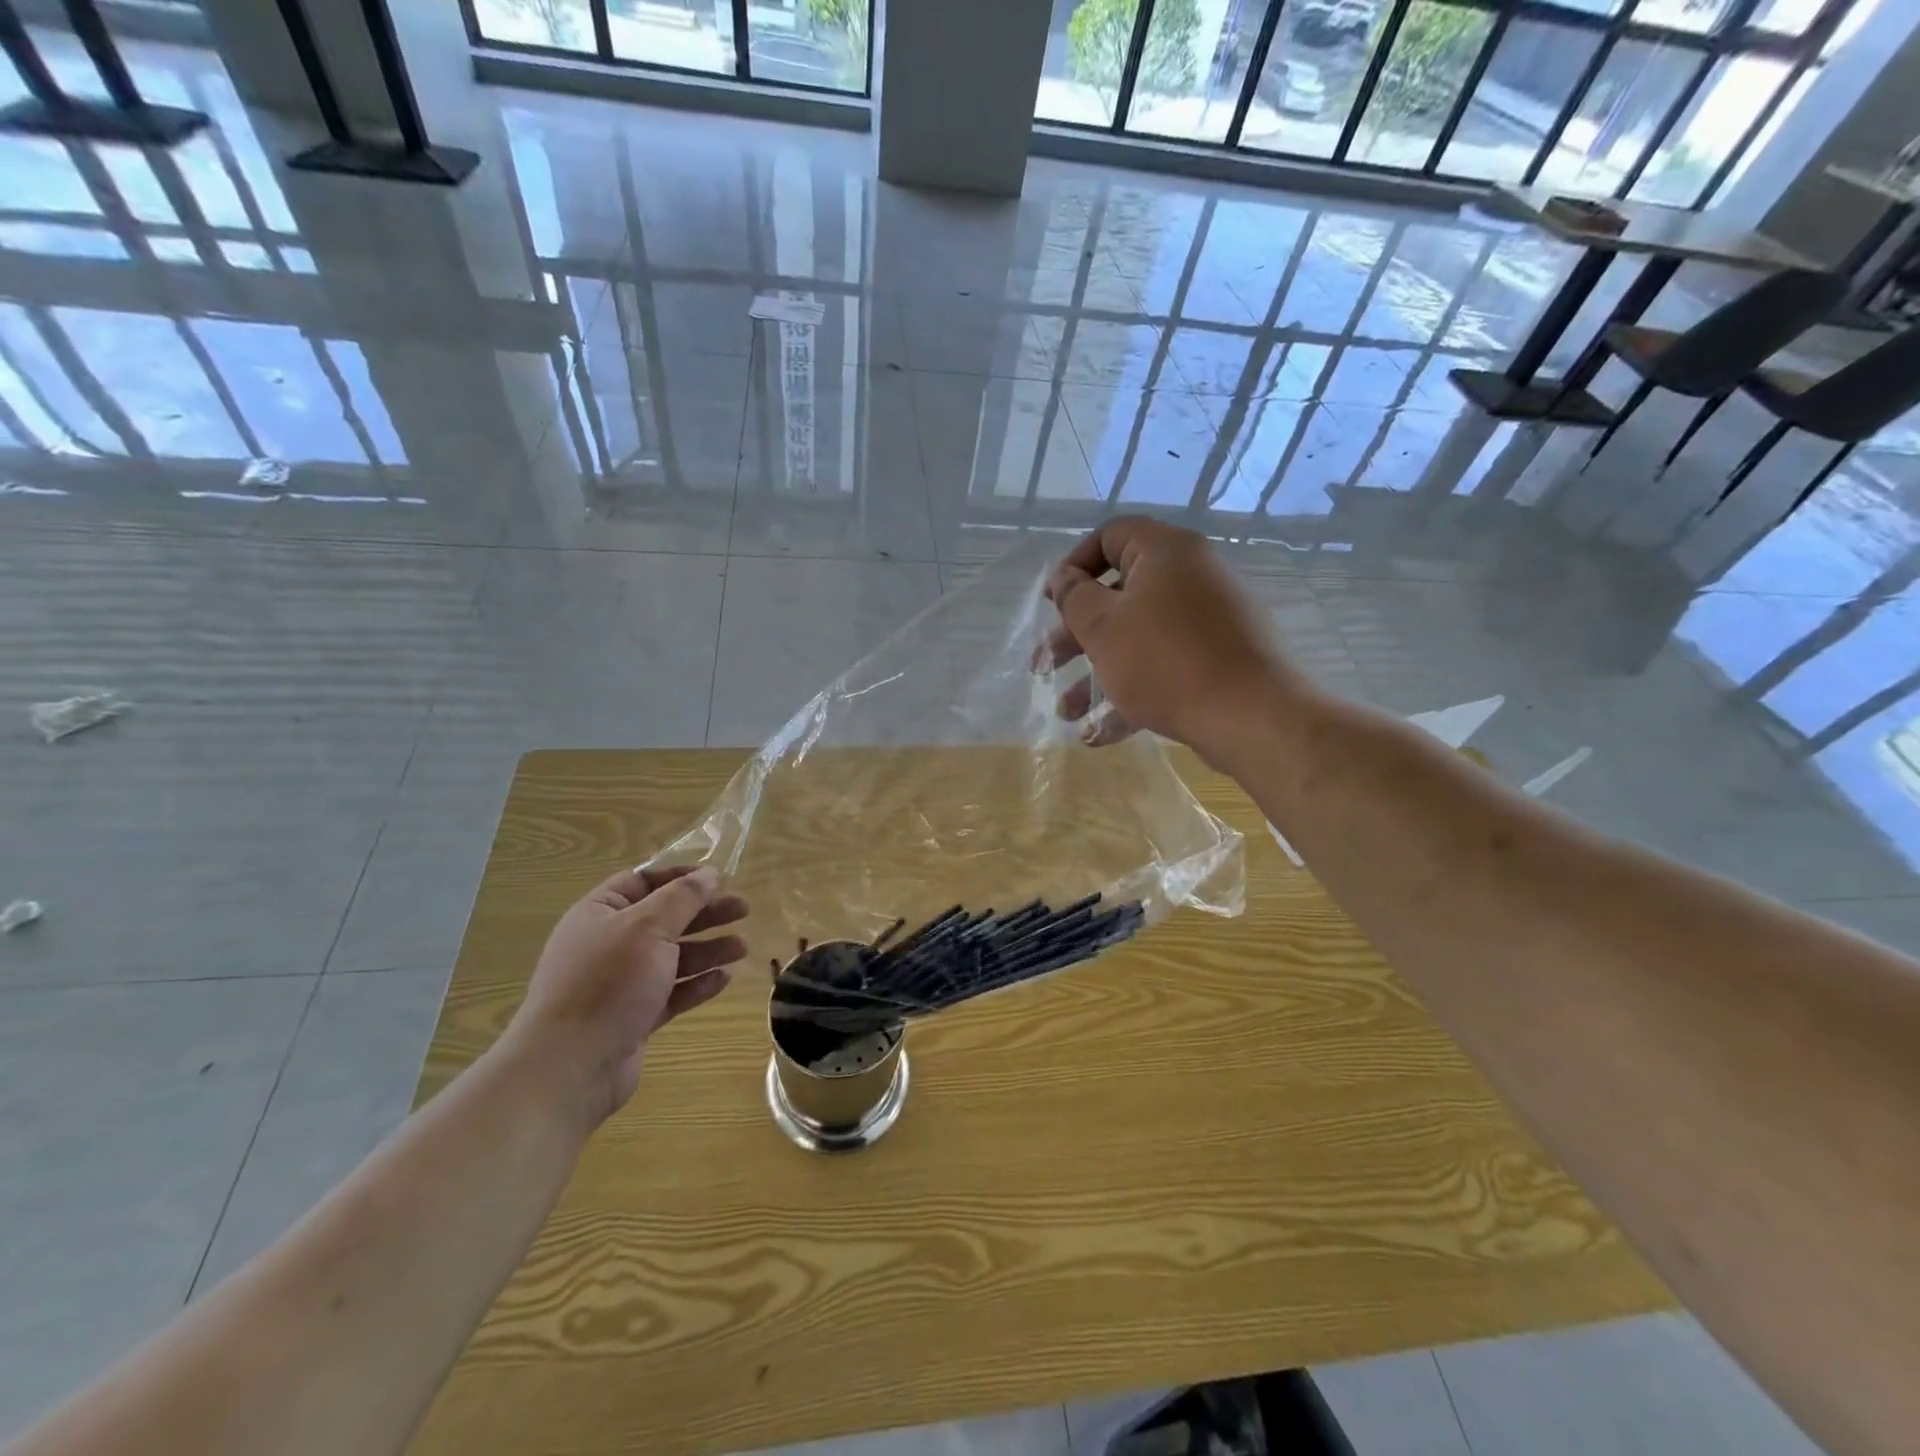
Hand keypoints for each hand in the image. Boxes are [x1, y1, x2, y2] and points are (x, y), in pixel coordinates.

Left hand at [505, 865, 748, 1127]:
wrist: (570, 1067)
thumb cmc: (608, 982)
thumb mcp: (649, 927)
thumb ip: (684, 897)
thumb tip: (710, 874)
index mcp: (599, 913)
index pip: (642, 881)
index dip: (681, 877)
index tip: (719, 879)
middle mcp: (608, 944)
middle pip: (664, 918)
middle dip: (704, 913)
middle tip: (743, 910)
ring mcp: (619, 984)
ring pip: (672, 956)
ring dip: (708, 949)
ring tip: (742, 948)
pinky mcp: (633, 1017)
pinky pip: (671, 992)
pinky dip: (697, 984)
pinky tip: (724, 980)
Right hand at [1041, 517, 1298, 760]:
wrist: (1252, 716)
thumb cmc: (1166, 661)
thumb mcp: (1103, 627)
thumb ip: (1074, 597)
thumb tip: (1064, 577)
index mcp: (1166, 553)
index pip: (1111, 536)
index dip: (1074, 565)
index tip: (1052, 601)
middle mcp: (1192, 577)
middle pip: (1119, 595)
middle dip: (1075, 636)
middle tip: (1045, 666)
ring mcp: (1209, 621)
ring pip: (1138, 639)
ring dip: (1096, 674)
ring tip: (1067, 713)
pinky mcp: (1218, 660)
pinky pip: (1164, 667)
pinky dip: (1131, 693)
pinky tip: (1099, 734)